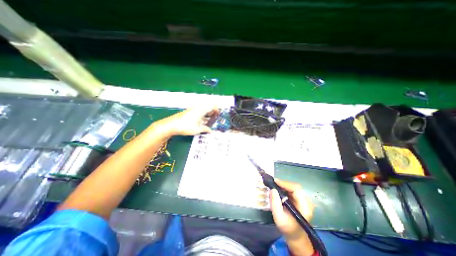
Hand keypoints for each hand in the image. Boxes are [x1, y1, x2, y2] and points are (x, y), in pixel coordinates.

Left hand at [154, 106, 219, 136]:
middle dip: (212, 112)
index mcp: (201, 110)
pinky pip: (199, 111)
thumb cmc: (186, 127)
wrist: (171, 125)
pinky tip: (201, 121)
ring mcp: (193, 109)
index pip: (212, 106)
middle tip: (214, 118)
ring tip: (209, 120)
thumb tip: (211, 131)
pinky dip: (202, 114)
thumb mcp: (197, 130)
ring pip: (203, 109)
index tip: (219, 114)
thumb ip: (206, 129)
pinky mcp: (189, 111)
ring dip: (207, 114)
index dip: (217, 109)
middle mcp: (198, 108)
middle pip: (208, 107)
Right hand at [268, 179, 315, 238]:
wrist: (295, 235)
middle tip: (273, 183)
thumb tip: (272, 190)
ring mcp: (305, 200)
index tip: (275, 181)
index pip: (296, 189)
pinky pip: (293, 190)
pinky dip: (285, 188)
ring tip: (275, 185)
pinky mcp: (301, 200)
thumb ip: (275, 204)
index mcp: (304, 207)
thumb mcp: (278, 217)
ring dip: (284, 186)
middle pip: (295, 187)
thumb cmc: (287, 228)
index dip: (285, 184)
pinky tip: (279, 190)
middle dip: (283, 184)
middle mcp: (307, 202)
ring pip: (294, 187)